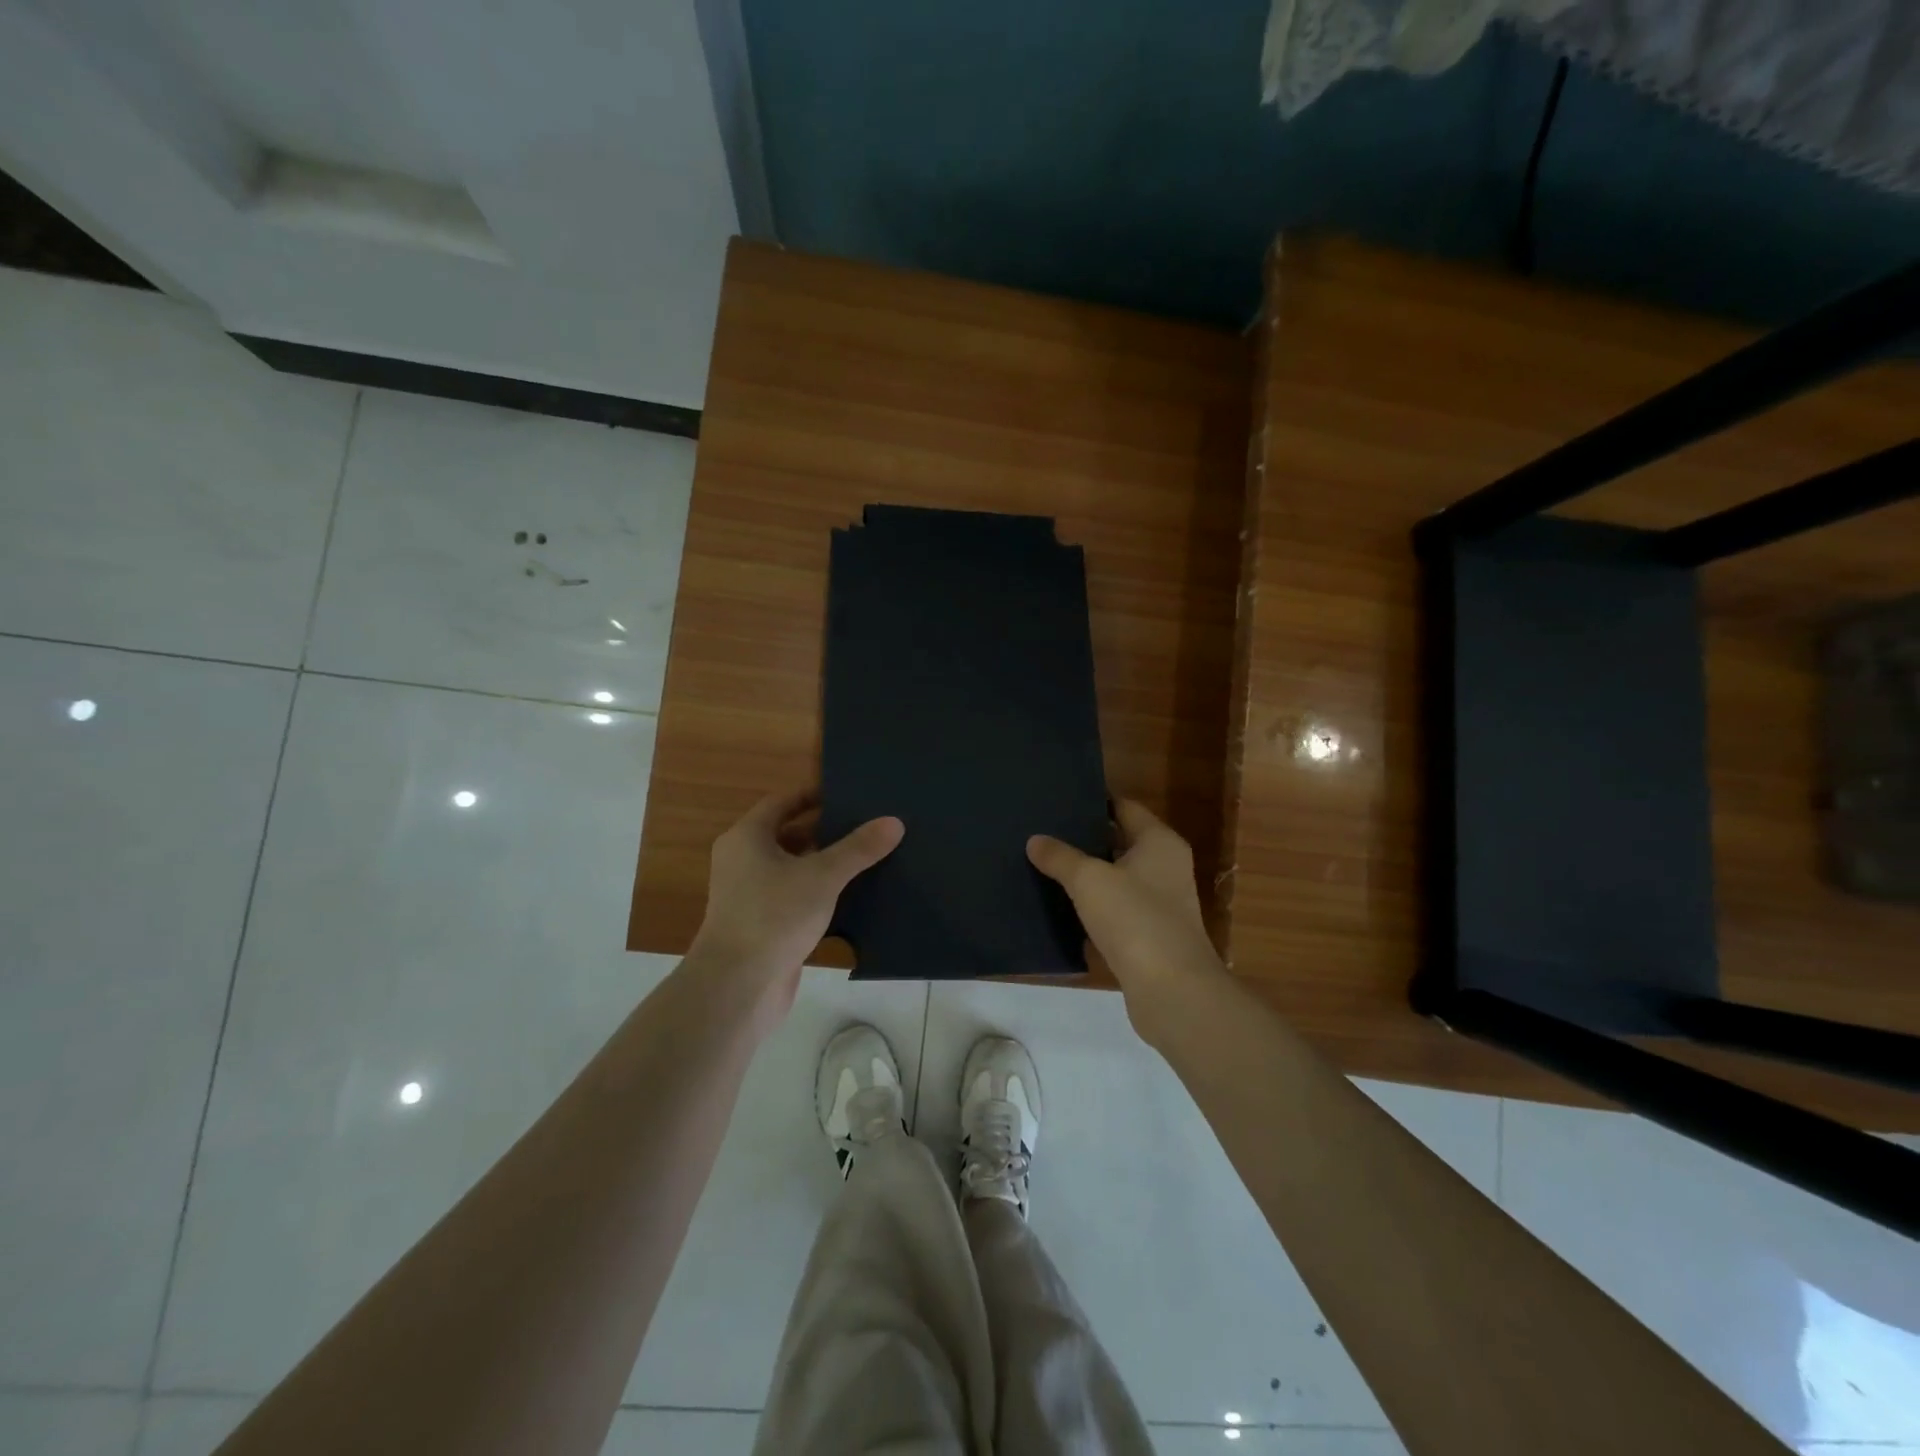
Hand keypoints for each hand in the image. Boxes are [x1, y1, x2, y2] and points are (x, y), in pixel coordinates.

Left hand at [688, 788, 902, 1016]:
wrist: (737, 987)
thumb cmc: (774, 916)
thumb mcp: (822, 876)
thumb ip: (858, 849)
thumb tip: (894, 822)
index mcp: (747, 838)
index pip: (782, 802)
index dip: (814, 795)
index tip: (849, 795)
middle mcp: (743, 861)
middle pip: (789, 835)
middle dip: (826, 831)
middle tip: (866, 826)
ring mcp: (750, 896)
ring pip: (793, 869)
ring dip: (825, 864)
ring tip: (867, 858)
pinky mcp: (763, 925)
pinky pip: (795, 897)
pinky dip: (819, 893)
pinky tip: (852, 897)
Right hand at [1027, 799, 1224, 1032]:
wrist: (1172, 991)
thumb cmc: (1135, 919)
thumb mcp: (1089, 880)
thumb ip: (1060, 857)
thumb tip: (1035, 840)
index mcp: (1159, 842)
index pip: (1124, 807)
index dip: (1094, 801)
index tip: (1059, 799)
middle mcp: (1165, 867)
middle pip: (1119, 842)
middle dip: (1084, 839)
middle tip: (1043, 832)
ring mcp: (1159, 904)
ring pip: (1115, 880)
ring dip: (1086, 877)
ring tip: (1043, 866)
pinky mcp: (1149, 937)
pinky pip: (1115, 913)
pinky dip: (1092, 909)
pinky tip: (1059, 908)